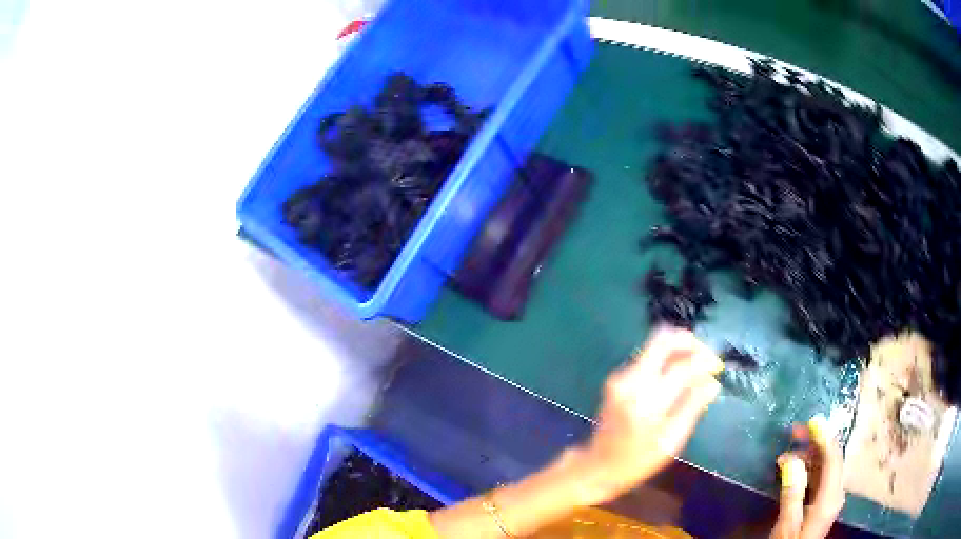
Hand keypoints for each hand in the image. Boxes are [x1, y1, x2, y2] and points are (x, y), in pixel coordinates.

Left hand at [577, 326, 722, 503]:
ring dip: (679, 351)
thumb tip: (713, 381)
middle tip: (707, 358)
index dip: (705, 360)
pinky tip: (678, 378)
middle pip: (663, 338)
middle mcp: (631, 379)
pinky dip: (667, 361)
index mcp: (647, 399)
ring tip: (696, 370)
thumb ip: (693, 407)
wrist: (598, 466)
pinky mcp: (617, 378)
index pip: (681, 365)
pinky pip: (648, 358)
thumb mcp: (672, 440)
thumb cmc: (639, 460)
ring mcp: (621, 376)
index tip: (718, 367)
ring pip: (655, 345)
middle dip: (690, 343)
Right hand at [772, 415, 844, 538]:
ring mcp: (829, 499)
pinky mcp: (821, 504)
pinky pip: (819, 478)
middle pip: (831, 460)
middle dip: (816, 443)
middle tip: (796, 430)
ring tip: (790, 448)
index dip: (824, 438)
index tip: (813, 421)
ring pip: (824, 468)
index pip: (833, 459)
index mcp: (831, 497)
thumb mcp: (787, 525)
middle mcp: (835, 493)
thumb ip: (792, 494)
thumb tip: (792, 460)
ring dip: (809, 455)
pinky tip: (794, 468)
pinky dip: (808, 468)